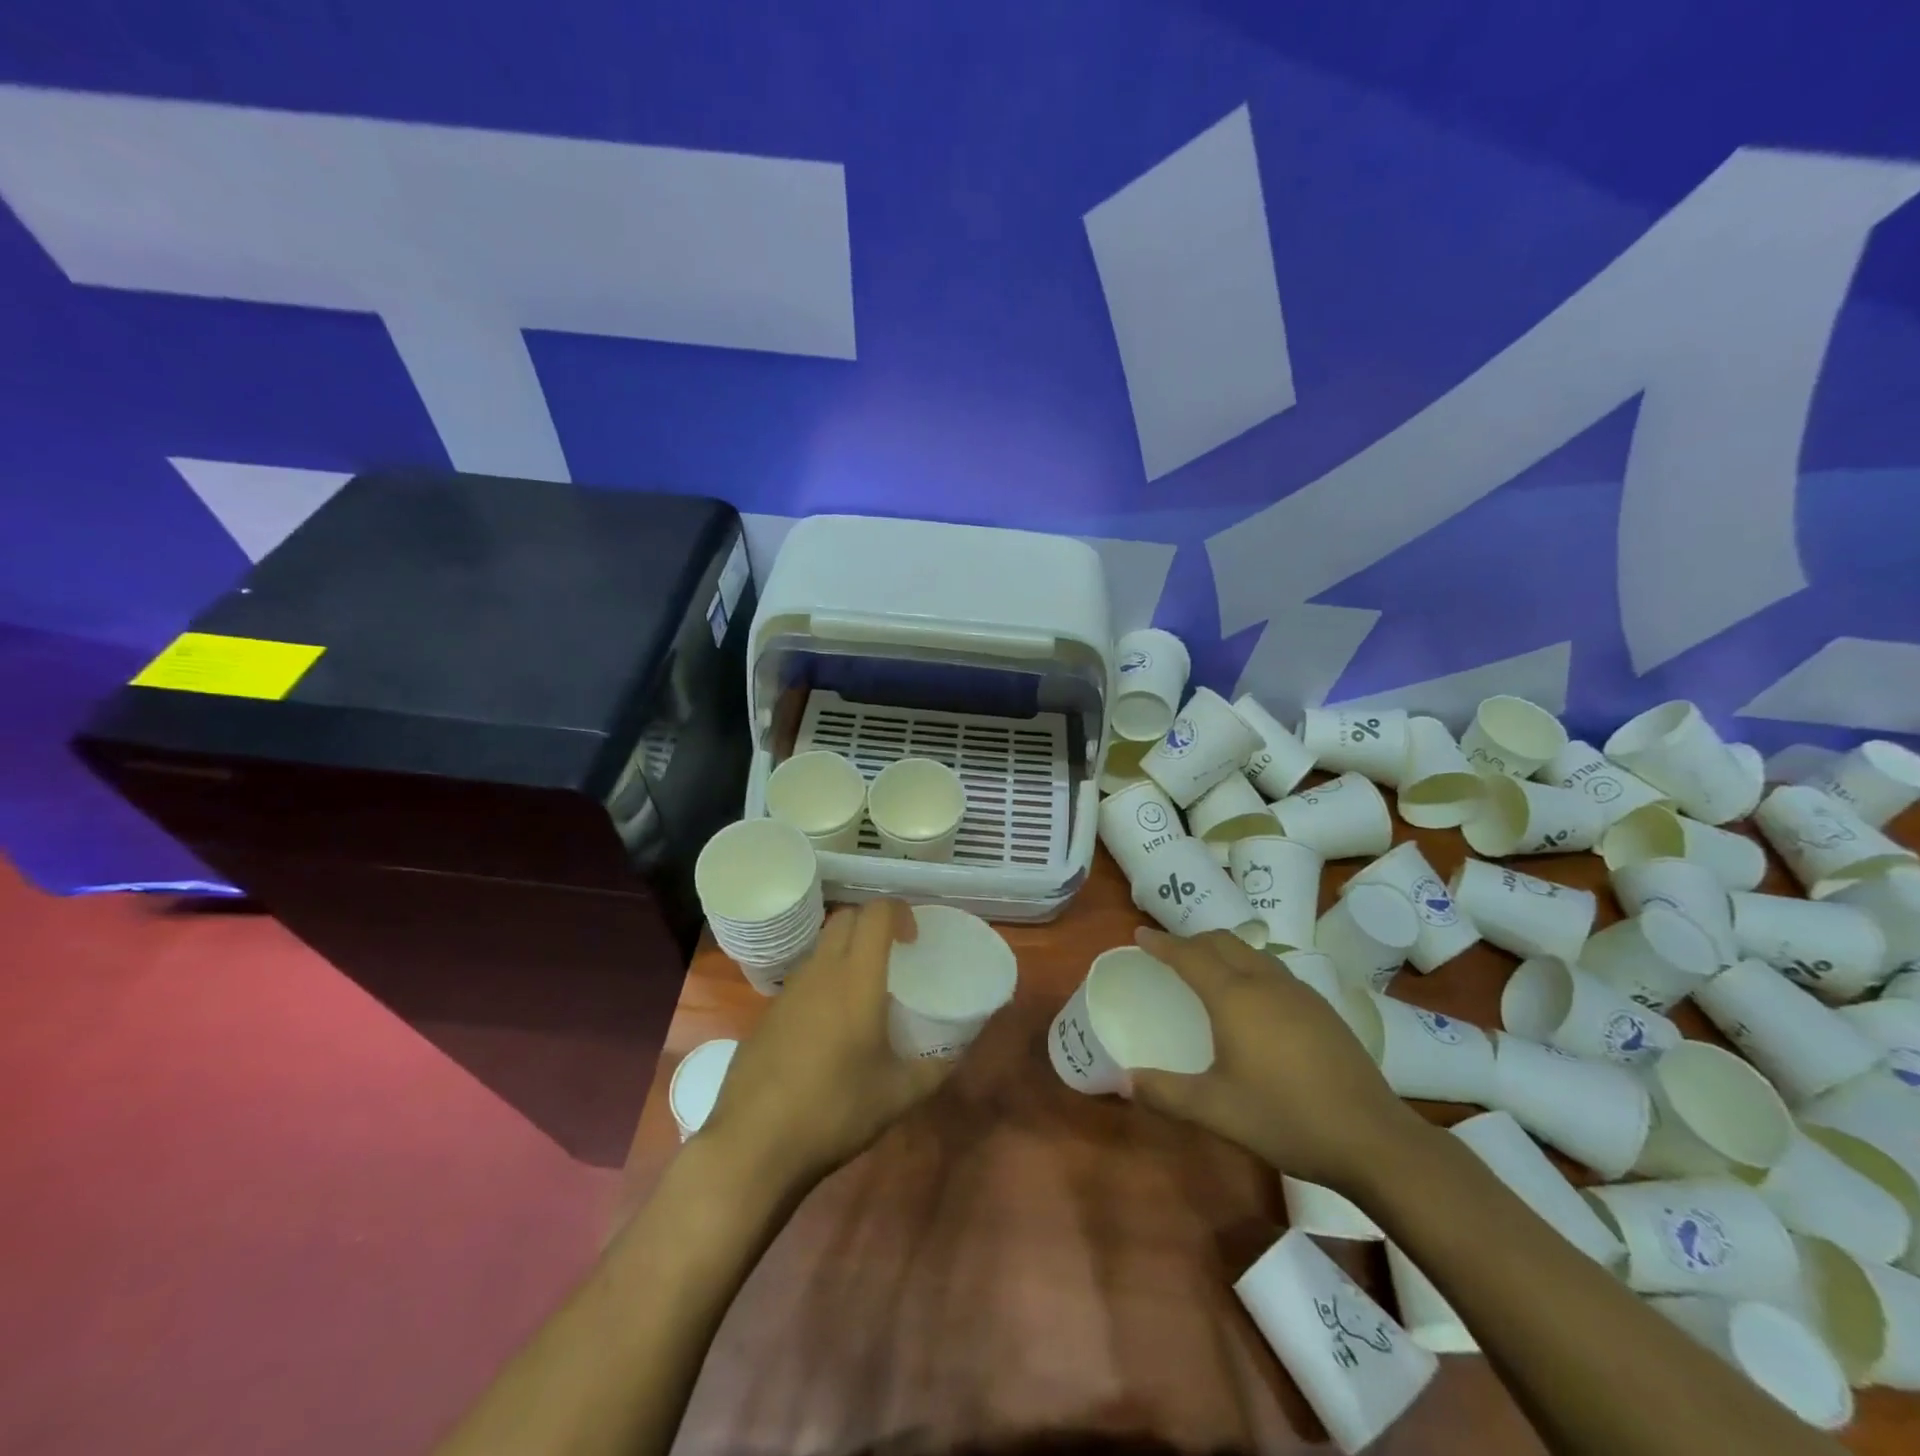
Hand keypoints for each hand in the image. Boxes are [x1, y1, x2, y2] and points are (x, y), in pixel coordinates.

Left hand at [701, 899, 955, 1189]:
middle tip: (893, 956)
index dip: (899, 911)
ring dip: (846, 953)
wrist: (753, 1145)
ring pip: (821, 948)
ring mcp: (788, 991)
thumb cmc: (834, 1110)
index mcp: (856, 978)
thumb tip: (953, 1057)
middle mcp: (820, 972)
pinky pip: (802, 980)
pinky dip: (823, 984)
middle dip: (872, 923)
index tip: (914, 939)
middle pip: (845, 919)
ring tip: (864, 994)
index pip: (875, 913)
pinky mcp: (767, 1015)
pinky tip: (830, 1030)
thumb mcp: (897, 1096)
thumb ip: (932, 1070)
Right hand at [1130, 929, 1428, 1190]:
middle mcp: (1266, 982)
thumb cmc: (1285, 1118)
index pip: (1190, 955)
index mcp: (1235, 997)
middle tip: (1170, 953)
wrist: (1373, 1140)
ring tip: (1209, 970)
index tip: (1140, 935)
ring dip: (1224, 951)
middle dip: (1192, 940)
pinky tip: (1254, 1000)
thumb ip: (1165, 1093)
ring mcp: (1300, 993)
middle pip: (1223, 942)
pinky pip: (1275, 970)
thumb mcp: (1215, 1110)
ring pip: (1252, 953)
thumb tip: (1122, 1081)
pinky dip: (1250, 967)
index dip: (1162, 943)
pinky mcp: (1323, 1009)